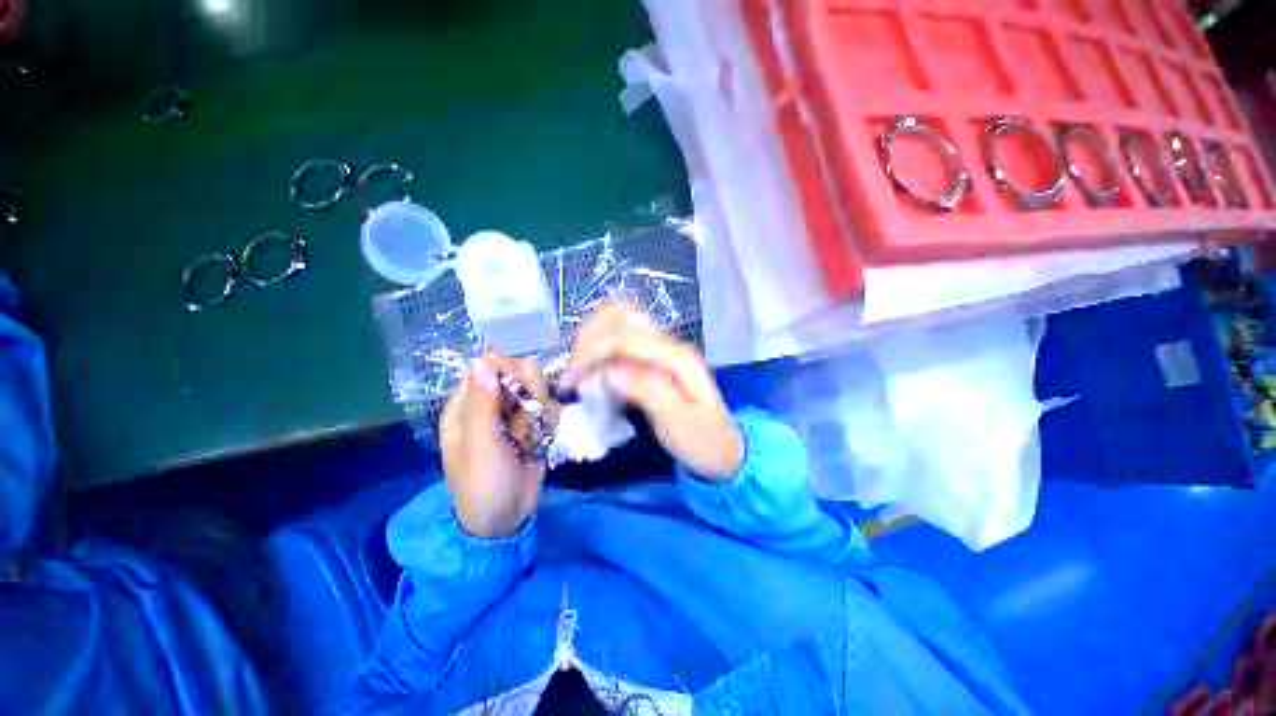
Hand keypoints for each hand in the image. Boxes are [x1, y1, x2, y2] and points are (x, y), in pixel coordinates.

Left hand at [440, 353, 550, 537]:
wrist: (506, 520)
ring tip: (529, 438)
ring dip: (541, 411)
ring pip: (540, 390)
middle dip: (530, 394)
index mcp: (467, 404)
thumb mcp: (479, 445)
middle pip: (520, 373)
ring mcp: (515, 414)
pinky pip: (550, 408)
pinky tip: (541, 442)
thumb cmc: (482, 484)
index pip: (490, 365)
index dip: (509, 372)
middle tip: (524, 422)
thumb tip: (482, 359)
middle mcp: (492, 404)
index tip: (519, 390)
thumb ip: (482, 403)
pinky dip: (550, 423)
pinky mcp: (535, 425)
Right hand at [563, 303, 743, 480]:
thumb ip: (649, 392)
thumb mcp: (680, 423)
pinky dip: (598, 348)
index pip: (625, 336)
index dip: (592, 351)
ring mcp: (660, 348)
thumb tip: (610, 371)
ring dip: (591, 338)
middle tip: (573, 372)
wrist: (725, 449)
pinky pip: (619, 339)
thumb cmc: (704, 440)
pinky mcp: (652, 358)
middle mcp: (668, 343)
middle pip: (619, 314)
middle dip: (588, 336)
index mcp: (677, 356)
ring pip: (617, 321)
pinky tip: (591, 371)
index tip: (570, 380)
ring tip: (578, 371)